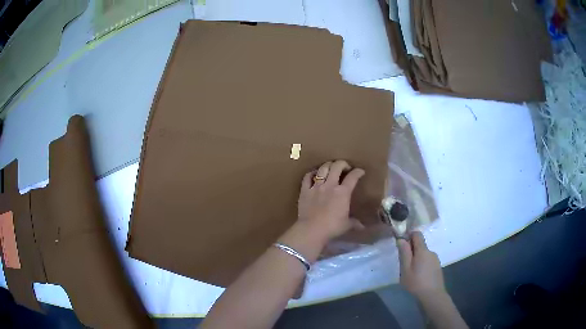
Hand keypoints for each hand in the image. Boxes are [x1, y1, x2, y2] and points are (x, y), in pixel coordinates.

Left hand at [297, 160, 364, 242]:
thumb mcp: (346, 225)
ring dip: (328, 165)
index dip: (358, 172)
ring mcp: (316, 186)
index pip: (353, 177)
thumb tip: (362, 227)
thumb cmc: (332, 228)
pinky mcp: (305, 190)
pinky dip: (312, 173)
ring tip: (331, 168)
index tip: (360, 172)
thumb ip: (354, 223)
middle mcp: (330, 185)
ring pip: (323, 168)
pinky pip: (307, 176)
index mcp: (343, 192)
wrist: (311, 230)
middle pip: (337, 166)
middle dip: (343, 164)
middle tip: (345, 167)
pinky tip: (314, 174)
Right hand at [397, 231, 445, 300]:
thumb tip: (401, 239)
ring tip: (410, 272)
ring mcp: (435, 259)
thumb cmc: (416, 282)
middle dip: (411, 250)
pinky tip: (418, 275)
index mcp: (423, 250)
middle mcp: (431, 251)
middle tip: (403, 263)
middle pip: (420, 245)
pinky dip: (422, 263)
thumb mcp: (405, 269)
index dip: (409, 235)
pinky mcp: (437, 266)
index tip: (401, 243)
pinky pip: (427, 260)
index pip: (417, 234)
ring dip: (416, 258)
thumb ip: (404, 253)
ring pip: (424, 253)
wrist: (433, 295)